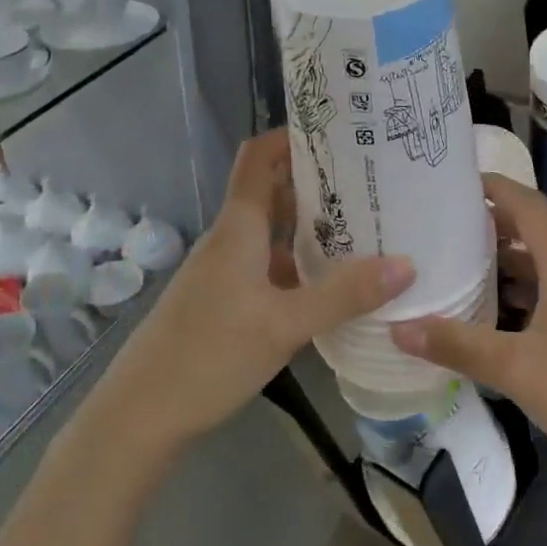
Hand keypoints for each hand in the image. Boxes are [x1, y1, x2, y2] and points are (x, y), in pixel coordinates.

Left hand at [96, 131, 413, 463]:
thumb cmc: (209, 356)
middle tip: (370, 180)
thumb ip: (343, 295)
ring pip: (272, 232)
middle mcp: (230, 239)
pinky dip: (299, 263)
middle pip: (272, 191)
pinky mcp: (225, 300)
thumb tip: (406, 264)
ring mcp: (225, 271)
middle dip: (317, 181)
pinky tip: (331, 283)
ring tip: (364, 226)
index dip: (291, 135)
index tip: (338, 131)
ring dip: (311, 225)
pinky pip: (268, 265)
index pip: (258, 157)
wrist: (140, 414)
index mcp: (238, 228)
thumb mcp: (284, 326)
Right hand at [390, 175, 546, 499]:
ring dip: (506, 262)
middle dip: (488, 225)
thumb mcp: (519, 370)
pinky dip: (525, 291)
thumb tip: (397, 328)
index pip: (525, 202)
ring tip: (456, 267)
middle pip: (533, 229)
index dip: (489, 187)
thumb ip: (458, 345)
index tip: (447, 182)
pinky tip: (495, 315)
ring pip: (546, 263)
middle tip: (438, 228)